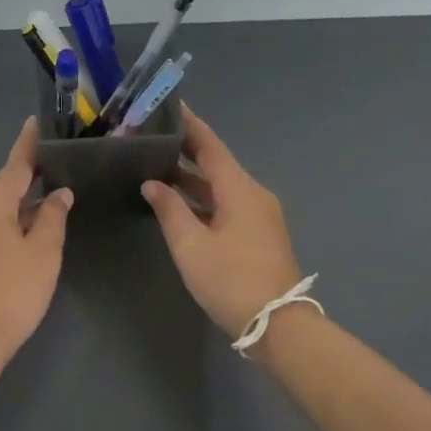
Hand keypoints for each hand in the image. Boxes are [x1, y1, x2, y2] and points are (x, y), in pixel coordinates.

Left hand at [0, 119, 72, 373]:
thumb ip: (52, 218)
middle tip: (58, 169)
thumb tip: (58, 194)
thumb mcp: (42, 253)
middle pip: (5, 188)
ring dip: (21, 208)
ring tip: (51, 204)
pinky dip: (8, 225)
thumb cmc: (11, 292)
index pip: (15, 165)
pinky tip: (27, 234)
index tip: (36, 121)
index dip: (29, 144)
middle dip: (31, 181)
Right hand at [141, 107, 303, 339]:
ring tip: (157, 168)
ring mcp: (260, 215)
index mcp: (239, 189)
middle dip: (186, 151)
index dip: (190, 125)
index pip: (210, 146)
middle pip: (216, 164)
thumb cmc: (231, 280)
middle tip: (152, 138)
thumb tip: (153, 183)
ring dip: (192, 178)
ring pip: (221, 187)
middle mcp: (253, 194)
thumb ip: (170, 209)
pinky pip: (227, 204)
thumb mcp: (191, 245)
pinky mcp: (259, 234)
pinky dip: (203, 199)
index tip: (171, 106)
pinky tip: (180, 204)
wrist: (278, 324)